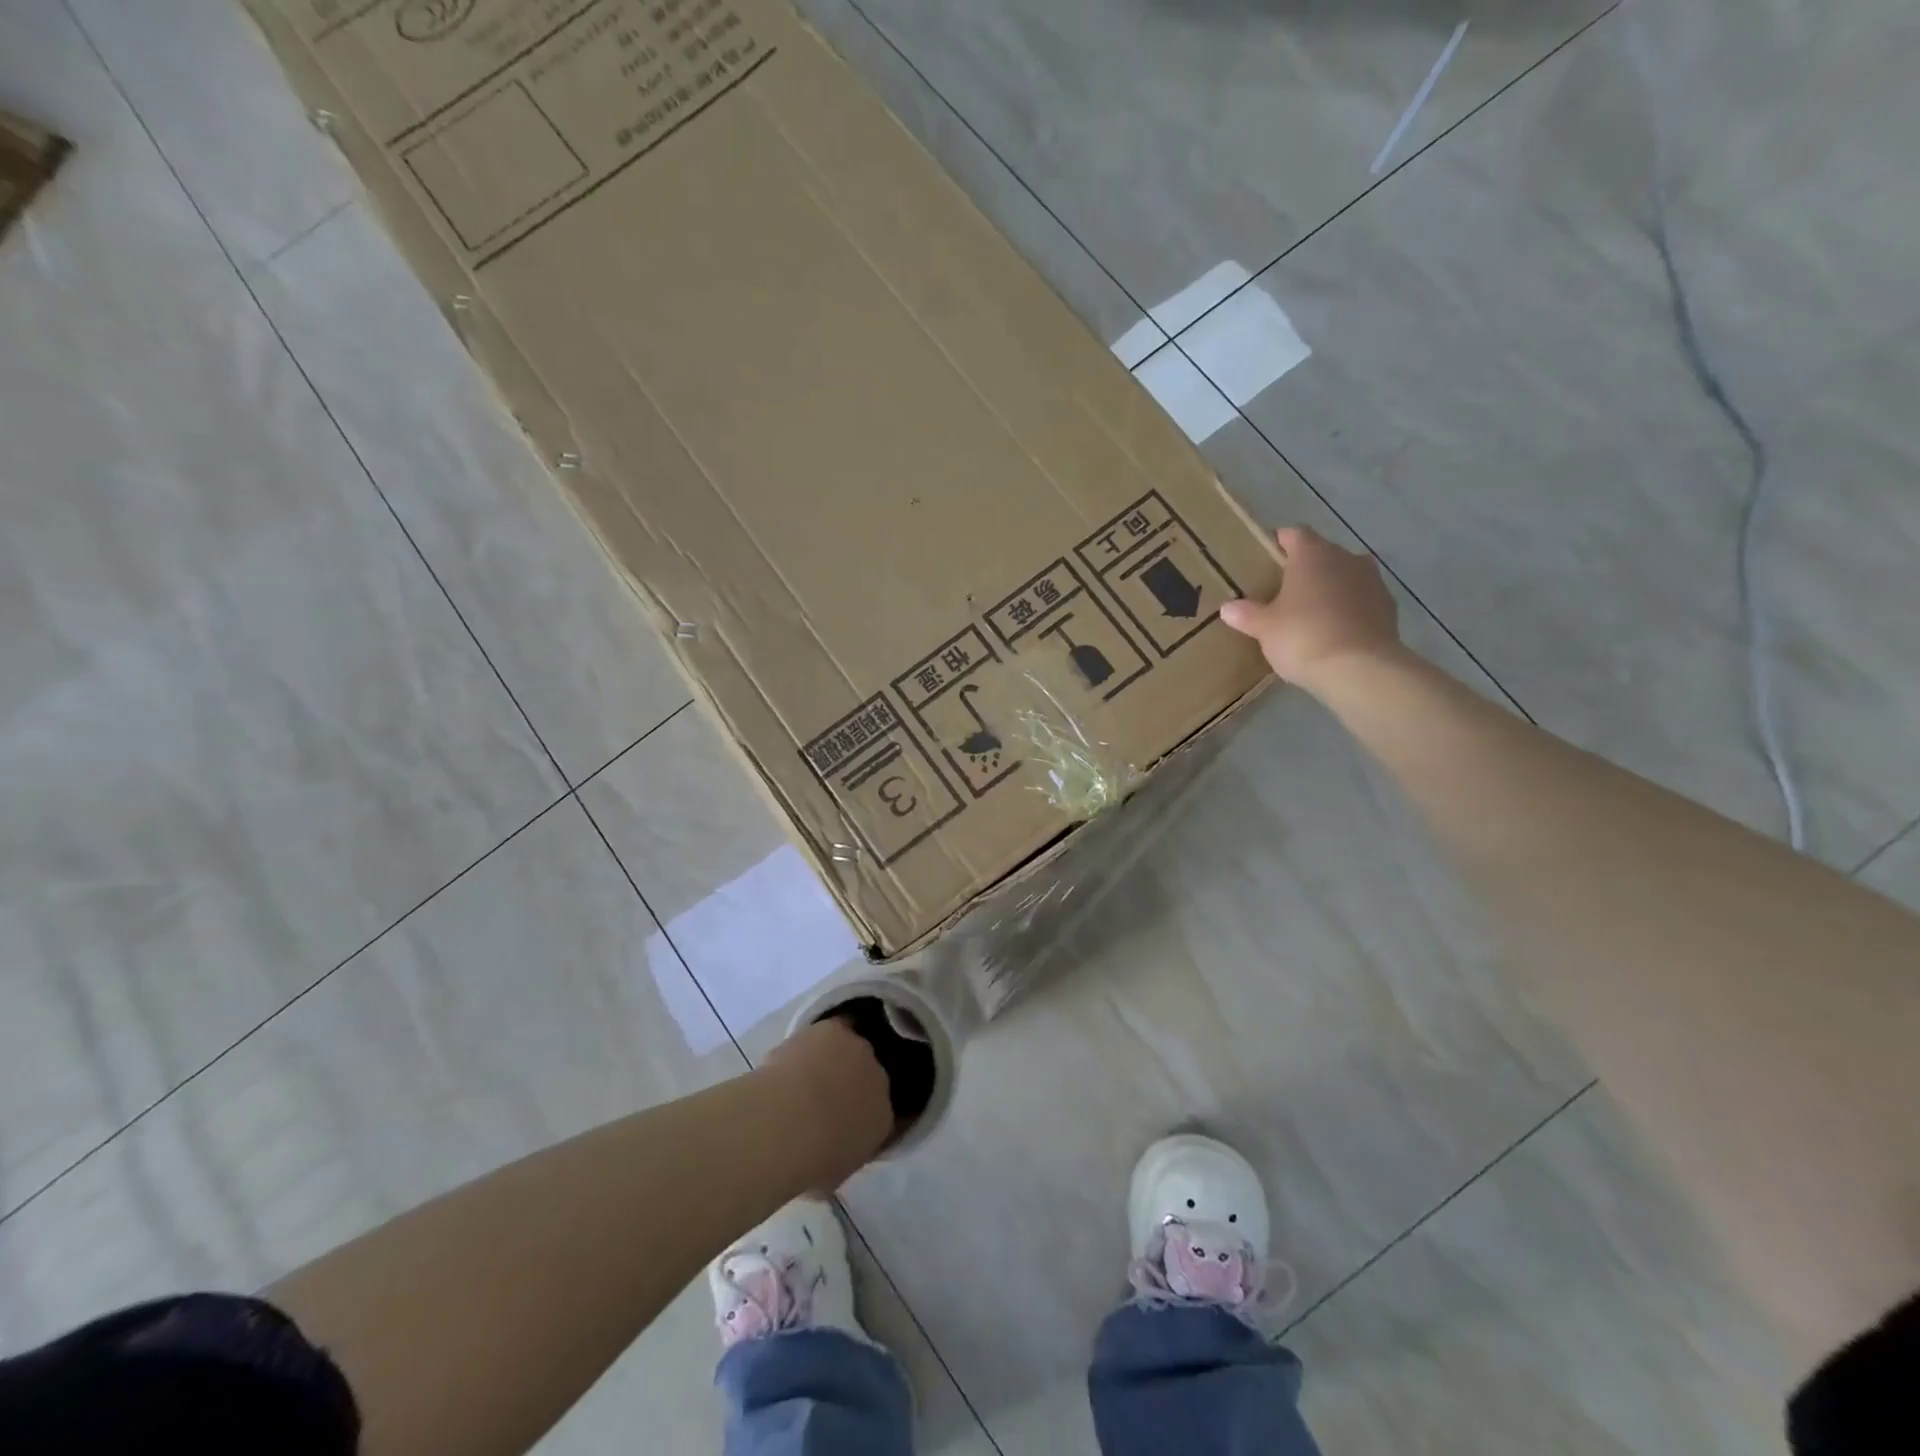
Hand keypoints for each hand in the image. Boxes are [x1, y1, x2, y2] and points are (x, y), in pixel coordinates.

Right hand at [1219, 526, 1402, 691]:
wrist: (1359, 669)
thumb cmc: (1303, 636)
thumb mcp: (1264, 628)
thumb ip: (1246, 614)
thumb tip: (1228, 607)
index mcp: (1312, 554)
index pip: (1294, 534)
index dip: (1279, 542)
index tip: (1266, 557)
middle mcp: (1346, 558)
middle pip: (1322, 554)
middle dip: (1305, 568)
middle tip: (1283, 591)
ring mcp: (1373, 582)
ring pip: (1346, 575)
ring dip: (1331, 587)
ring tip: (1311, 611)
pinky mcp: (1388, 608)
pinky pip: (1362, 600)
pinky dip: (1349, 609)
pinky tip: (1335, 631)